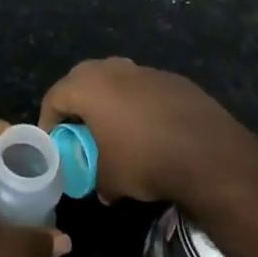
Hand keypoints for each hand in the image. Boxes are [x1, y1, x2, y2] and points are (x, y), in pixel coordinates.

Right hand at [38, 57, 257, 205]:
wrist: (208, 153)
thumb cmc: (145, 160)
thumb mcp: (110, 179)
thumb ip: (96, 178)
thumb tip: (101, 187)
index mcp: (88, 86)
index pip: (54, 96)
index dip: (49, 120)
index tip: (54, 142)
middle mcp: (113, 69)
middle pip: (82, 80)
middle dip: (78, 104)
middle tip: (80, 131)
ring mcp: (145, 70)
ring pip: (116, 80)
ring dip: (111, 101)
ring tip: (117, 129)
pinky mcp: (173, 79)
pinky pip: (144, 89)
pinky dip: (140, 105)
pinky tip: (151, 130)